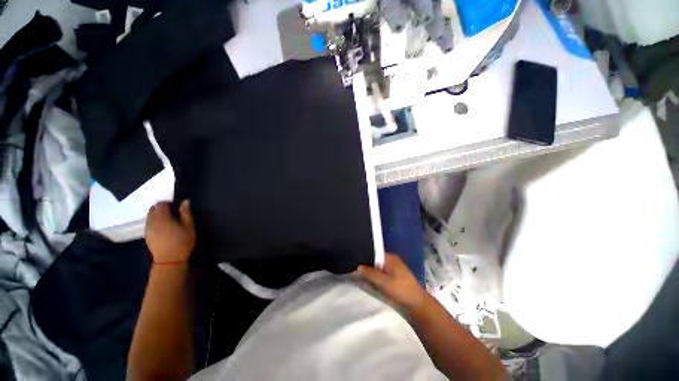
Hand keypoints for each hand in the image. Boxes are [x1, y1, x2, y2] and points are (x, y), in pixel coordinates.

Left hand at [145, 200, 195, 264]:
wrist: (170, 260)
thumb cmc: (182, 242)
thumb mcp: (189, 227)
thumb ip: (186, 213)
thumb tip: (185, 201)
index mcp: (163, 218)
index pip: (160, 204)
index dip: (168, 203)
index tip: (176, 206)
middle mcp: (152, 222)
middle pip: (152, 209)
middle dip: (161, 207)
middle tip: (172, 212)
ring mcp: (148, 229)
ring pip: (149, 216)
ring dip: (157, 214)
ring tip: (167, 219)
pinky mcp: (147, 235)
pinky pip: (148, 223)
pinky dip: (154, 221)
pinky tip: (162, 227)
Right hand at [356, 253, 427, 310]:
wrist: (417, 304)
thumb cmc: (401, 290)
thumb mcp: (384, 282)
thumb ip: (370, 274)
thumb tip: (357, 267)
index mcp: (390, 257)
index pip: (374, 251)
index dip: (364, 255)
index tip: (354, 259)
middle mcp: (391, 260)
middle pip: (374, 259)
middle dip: (365, 264)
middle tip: (353, 268)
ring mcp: (392, 267)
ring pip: (376, 266)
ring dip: (369, 270)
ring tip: (357, 273)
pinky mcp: (393, 275)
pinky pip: (380, 272)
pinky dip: (374, 275)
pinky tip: (367, 279)